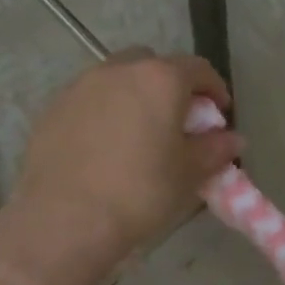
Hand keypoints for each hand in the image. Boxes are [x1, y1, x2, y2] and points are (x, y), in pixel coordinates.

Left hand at [11, 49, 241, 260]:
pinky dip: (104, 112)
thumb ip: (215, 149)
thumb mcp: (189, 174)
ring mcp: (80, 87)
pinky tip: (104, 146)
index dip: (214, 88)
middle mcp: (119, 71)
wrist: (65, 220)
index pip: (198, 69)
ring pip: (117, 78)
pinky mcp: (52, 109)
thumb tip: (233, 139)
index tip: (219, 114)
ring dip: (134, 96)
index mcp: (159, 80)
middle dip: (170, 85)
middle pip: (153, 64)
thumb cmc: (140, 192)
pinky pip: (88, 100)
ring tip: (139, 132)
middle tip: (177, 119)